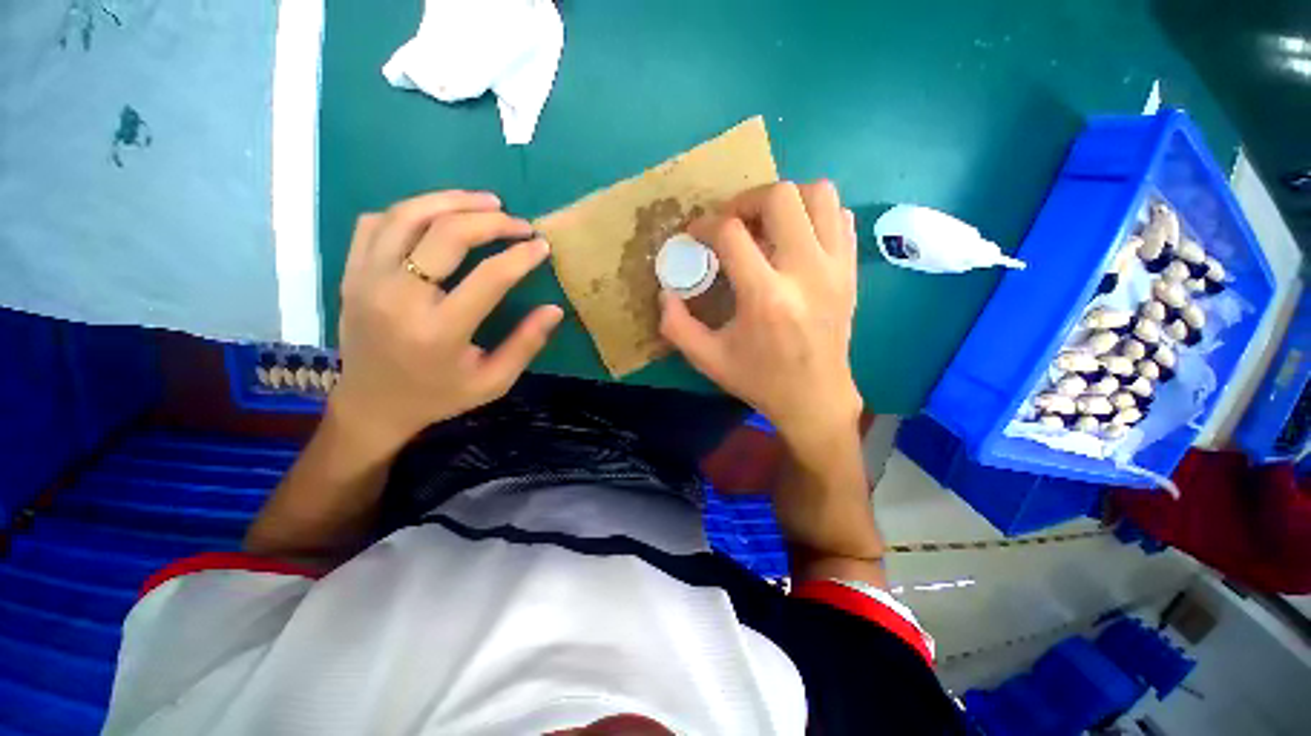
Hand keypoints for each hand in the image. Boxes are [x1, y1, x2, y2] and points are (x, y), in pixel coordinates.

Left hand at [330, 190, 562, 453]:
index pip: (489, 277)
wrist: (372, 404)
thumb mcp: (493, 382)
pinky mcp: (350, 272)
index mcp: (439, 331)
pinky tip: (437, 215)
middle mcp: (398, 298)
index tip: (541, 246)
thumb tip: (554, 309)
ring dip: (452, 201)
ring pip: (408, 215)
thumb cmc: (439, 395)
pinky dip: (412, 210)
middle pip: (447, 234)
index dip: (521, 256)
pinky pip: (377, 222)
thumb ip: (525, 344)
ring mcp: (366, 280)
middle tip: (519, 223)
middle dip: (491, 221)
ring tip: (486, 202)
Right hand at [659, 181, 861, 455]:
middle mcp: (806, 272)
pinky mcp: (850, 270)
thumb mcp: (707, 359)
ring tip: (765, 225)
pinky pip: (838, 216)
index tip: (696, 235)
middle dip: (745, 201)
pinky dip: (813, 215)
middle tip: (731, 223)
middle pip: (780, 197)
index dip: (705, 225)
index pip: (731, 233)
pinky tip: (794, 239)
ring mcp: (836, 267)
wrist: (816, 398)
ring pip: (818, 194)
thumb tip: (665, 291)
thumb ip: (675, 325)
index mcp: (765, 297)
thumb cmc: (759, 380)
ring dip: (785, 200)